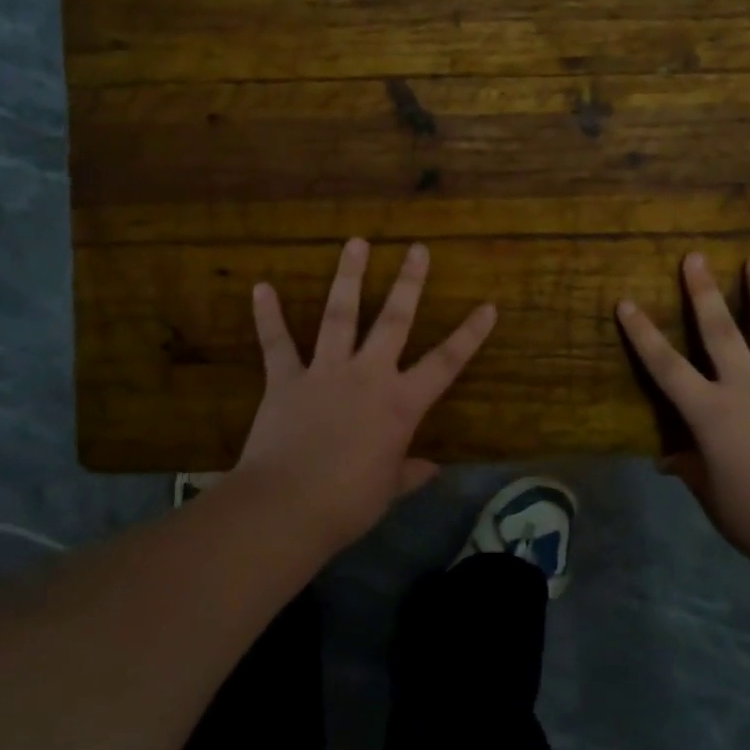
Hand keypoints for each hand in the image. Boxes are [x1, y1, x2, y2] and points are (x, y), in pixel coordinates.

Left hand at [236, 238, 496, 551]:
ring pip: (340, 315)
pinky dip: (268, 315)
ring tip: (355, 242)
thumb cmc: (348, 503)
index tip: (488, 306)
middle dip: (408, 283)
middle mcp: (368, 376)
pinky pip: (277, 343)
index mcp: (400, 404)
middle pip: (393, 320)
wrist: (287, 506)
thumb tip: (432, 469)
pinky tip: (261, 286)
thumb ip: (410, 472)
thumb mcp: (388, 490)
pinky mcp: (285, 380)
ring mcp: (325, 372)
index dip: (469, 335)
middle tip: (417, 249)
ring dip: (348, 277)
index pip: (445, 363)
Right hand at [616, 252, 749, 569]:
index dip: (643, 335)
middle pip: (720, 333)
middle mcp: (746, 389)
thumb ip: (691, 470)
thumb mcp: (712, 497)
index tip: (626, 302)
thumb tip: (667, 461)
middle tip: (695, 257)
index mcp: (711, 413)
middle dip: (704, 293)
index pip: (666, 367)